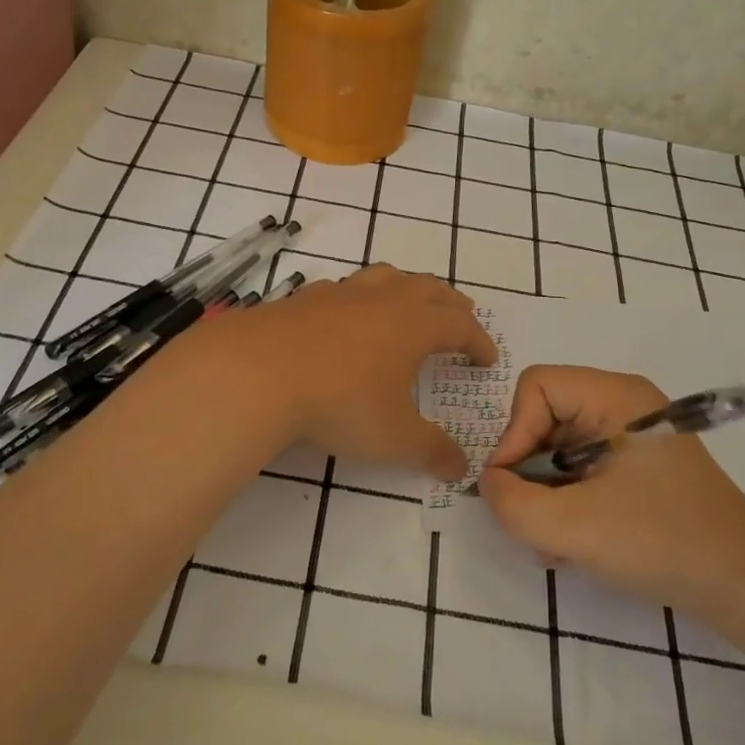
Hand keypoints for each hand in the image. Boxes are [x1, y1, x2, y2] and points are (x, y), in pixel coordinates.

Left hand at [196, 265, 495, 478]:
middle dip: (450, 303)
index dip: (478, 341)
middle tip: (460, 316)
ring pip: (385, 276)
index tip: (486, 360)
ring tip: (408, 302)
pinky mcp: (303, 298)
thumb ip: (431, 452)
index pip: (460, 326)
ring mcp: (340, 294)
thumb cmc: (339, 403)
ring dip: (406, 287)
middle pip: (428, 288)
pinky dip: (358, 298)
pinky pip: (342, 289)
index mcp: (414, 326)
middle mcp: (382, 300)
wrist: (258, 374)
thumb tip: (461, 468)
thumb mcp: (393, 438)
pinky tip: (346, 315)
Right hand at [476, 365, 744, 612]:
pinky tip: (573, 545)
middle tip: (531, 522)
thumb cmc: (661, 542)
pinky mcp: (638, 468)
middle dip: (529, 472)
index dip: (514, 433)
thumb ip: (511, 504)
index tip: (513, 486)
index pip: (536, 387)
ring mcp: (632, 437)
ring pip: (559, 449)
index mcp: (615, 396)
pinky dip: (567, 502)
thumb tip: (490, 484)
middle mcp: (623, 404)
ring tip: (554, 544)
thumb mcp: (572, 527)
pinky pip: (581, 470)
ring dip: (545, 495)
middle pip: (544, 418)